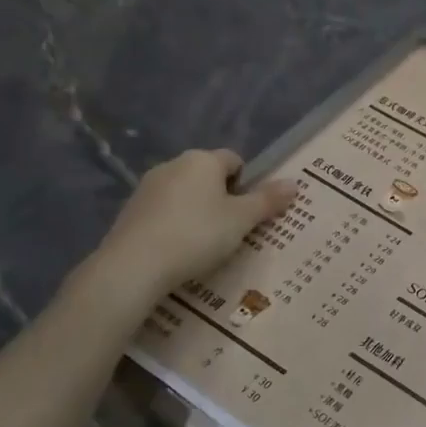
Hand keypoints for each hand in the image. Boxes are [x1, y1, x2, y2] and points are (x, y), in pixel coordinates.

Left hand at [87, 149, 296, 304]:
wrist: (134, 266)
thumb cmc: (197, 234)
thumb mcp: (241, 220)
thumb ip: (268, 201)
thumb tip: (295, 183)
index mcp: (203, 160)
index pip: (234, 160)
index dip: (247, 183)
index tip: (248, 212)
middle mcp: (173, 165)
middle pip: (208, 176)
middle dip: (222, 198)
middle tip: (233, 229)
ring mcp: (147, 187)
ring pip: (185, 194)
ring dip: (198, 212)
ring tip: (206, 244)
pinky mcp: (131, 210)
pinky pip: (164, 212)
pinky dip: (176, 225)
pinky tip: (179, 250)